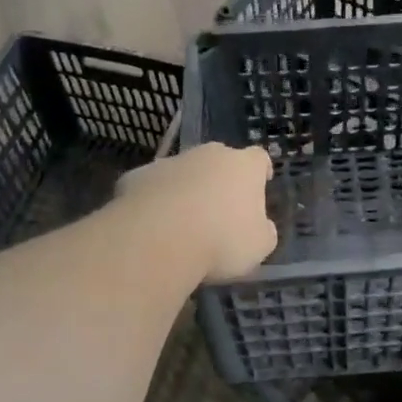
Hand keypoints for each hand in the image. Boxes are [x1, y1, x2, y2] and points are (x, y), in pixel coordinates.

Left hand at [115, 143, 277, 280]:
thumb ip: (264, 231)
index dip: (261, 171)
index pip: (259, 158)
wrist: (158, 239)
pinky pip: (152, 186)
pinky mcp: (137, 176)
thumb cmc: (221, 240)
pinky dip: (154, 200)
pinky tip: (152, 226)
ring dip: (185, 189)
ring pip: (183, 172)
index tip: (261, 182)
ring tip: (181, 223)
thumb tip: (261, 227)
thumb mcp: (259, 246)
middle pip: (219, 160)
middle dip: (220, 180)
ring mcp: (170, 162)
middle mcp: (208, 155)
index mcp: (243, 167)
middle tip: (220, 209)